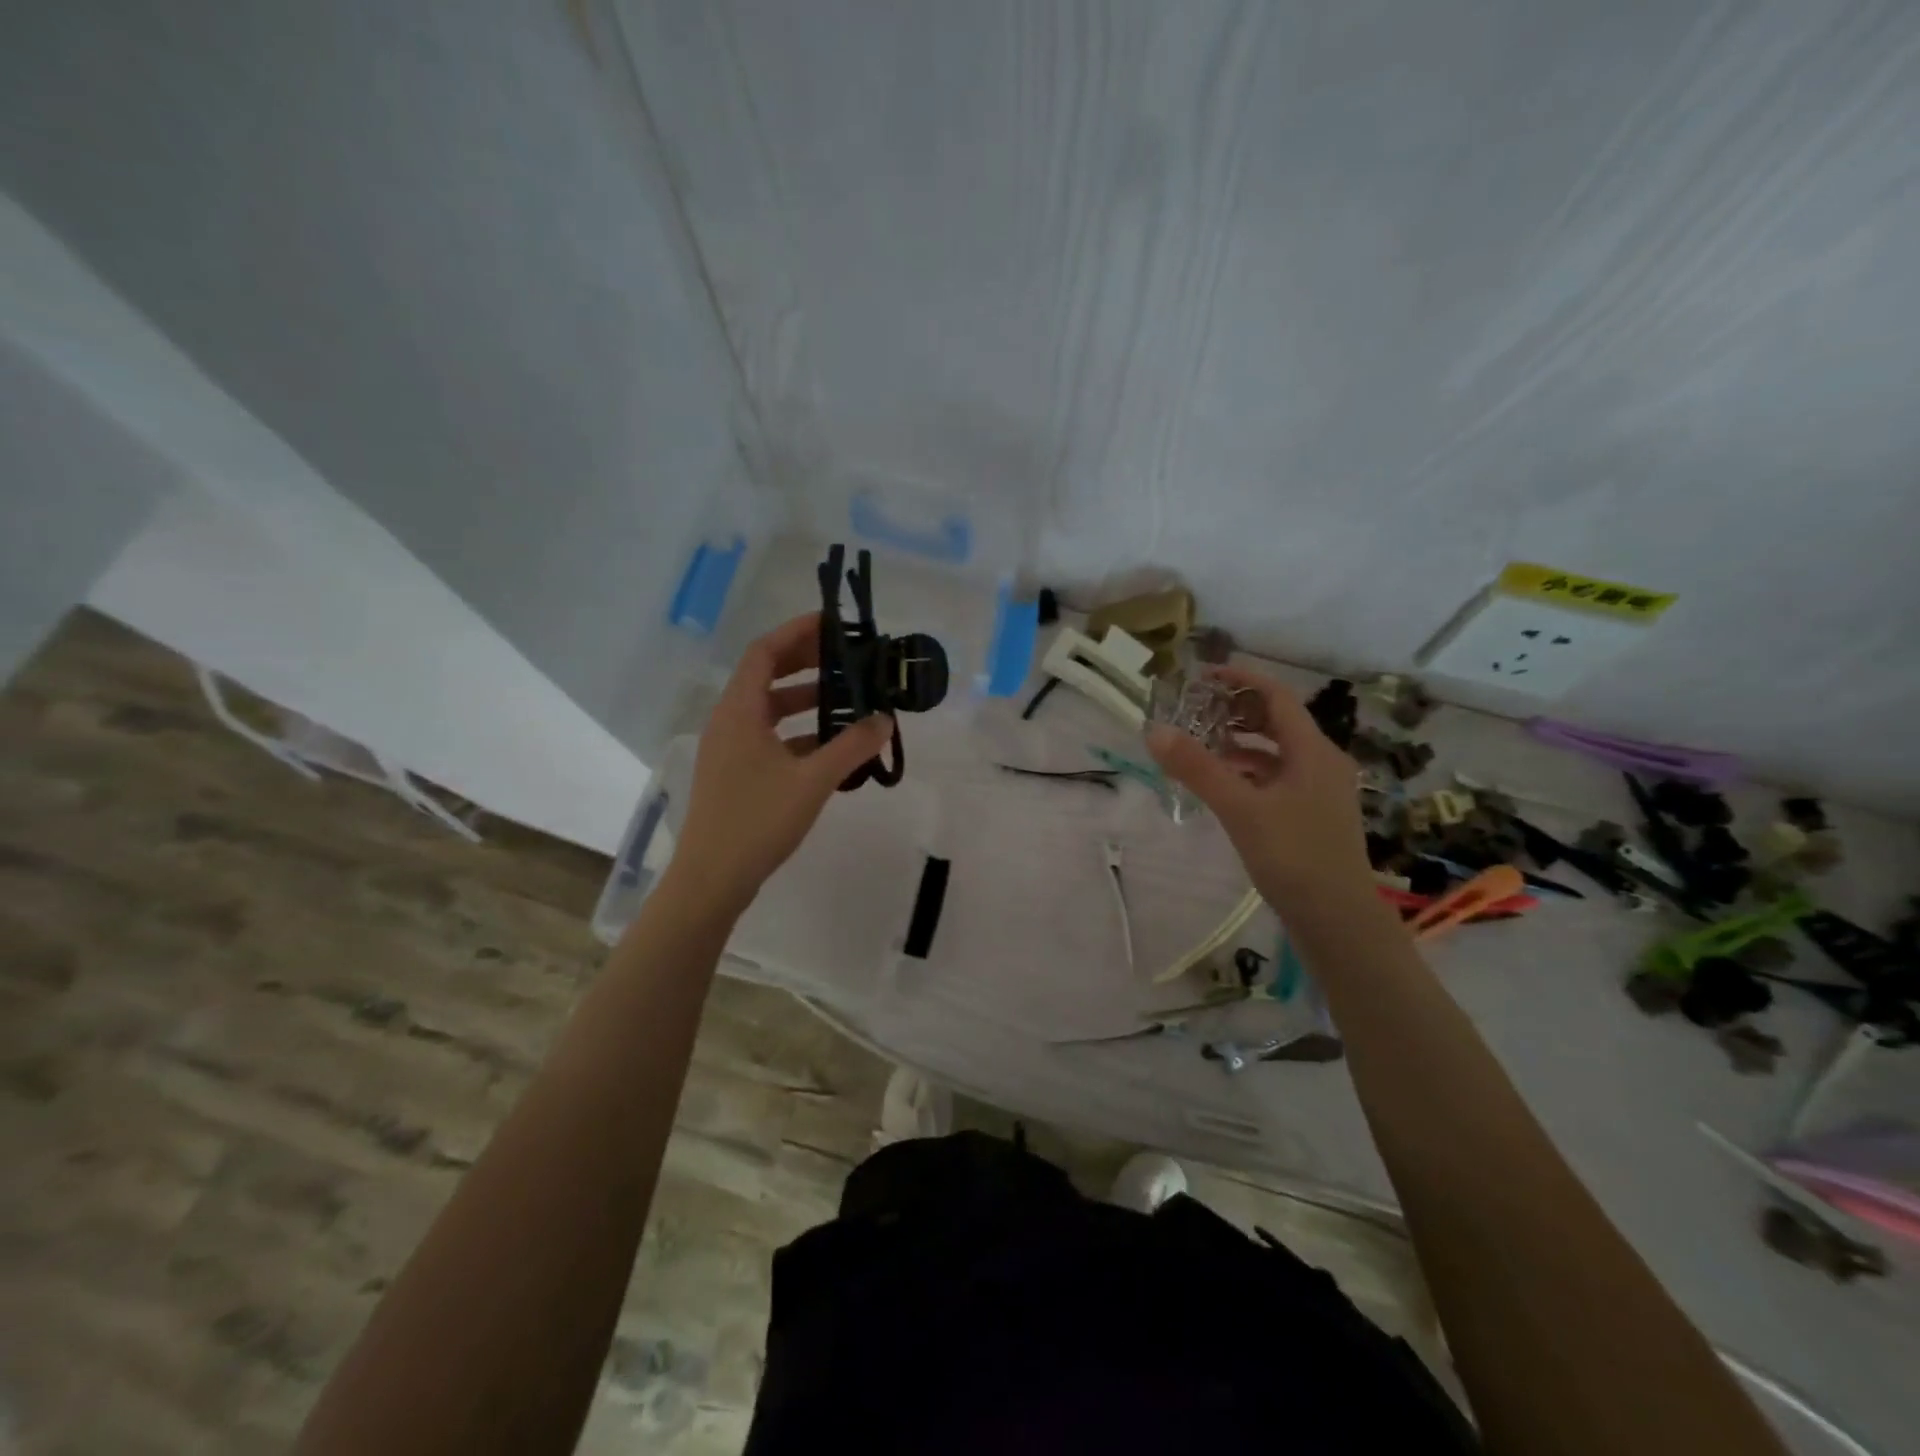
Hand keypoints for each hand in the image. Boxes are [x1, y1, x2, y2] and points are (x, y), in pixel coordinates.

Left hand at [671, 613, 893, 913]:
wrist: (712, 879)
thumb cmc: (757, 821)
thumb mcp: (812, 781)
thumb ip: (851, 747)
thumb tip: (885, 720)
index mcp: (739, 712)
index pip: (764, 652)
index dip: (797, 632)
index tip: (833, 623)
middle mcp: (729, 721)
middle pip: (765, 675)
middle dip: (805, 661)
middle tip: (845, 656)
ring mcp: (728, 748)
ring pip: (768, 708)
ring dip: (803, 698)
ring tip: (845, 698)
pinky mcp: (734, 773)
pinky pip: (767, 736)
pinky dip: (797, 731)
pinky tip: (828, 745)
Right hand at [1146, 664, 1373, 913]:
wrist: (1337, 920)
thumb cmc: (1293, 857)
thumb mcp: (1240, 809)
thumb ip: (1197, 768)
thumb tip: (1154, 730)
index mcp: (1313, 751)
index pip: (1276, 696)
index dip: (1241, 680)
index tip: (1202, 676)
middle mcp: (1322, 762)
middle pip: (1277, 722)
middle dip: (1236, 711)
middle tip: (1195, 711)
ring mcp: (1320, 790)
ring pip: (1276, 752)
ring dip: (1240, 743)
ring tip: (1200, 745)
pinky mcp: (1312, 814)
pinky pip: (1277, 777)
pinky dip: (1249, 771)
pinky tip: (1222, 785)